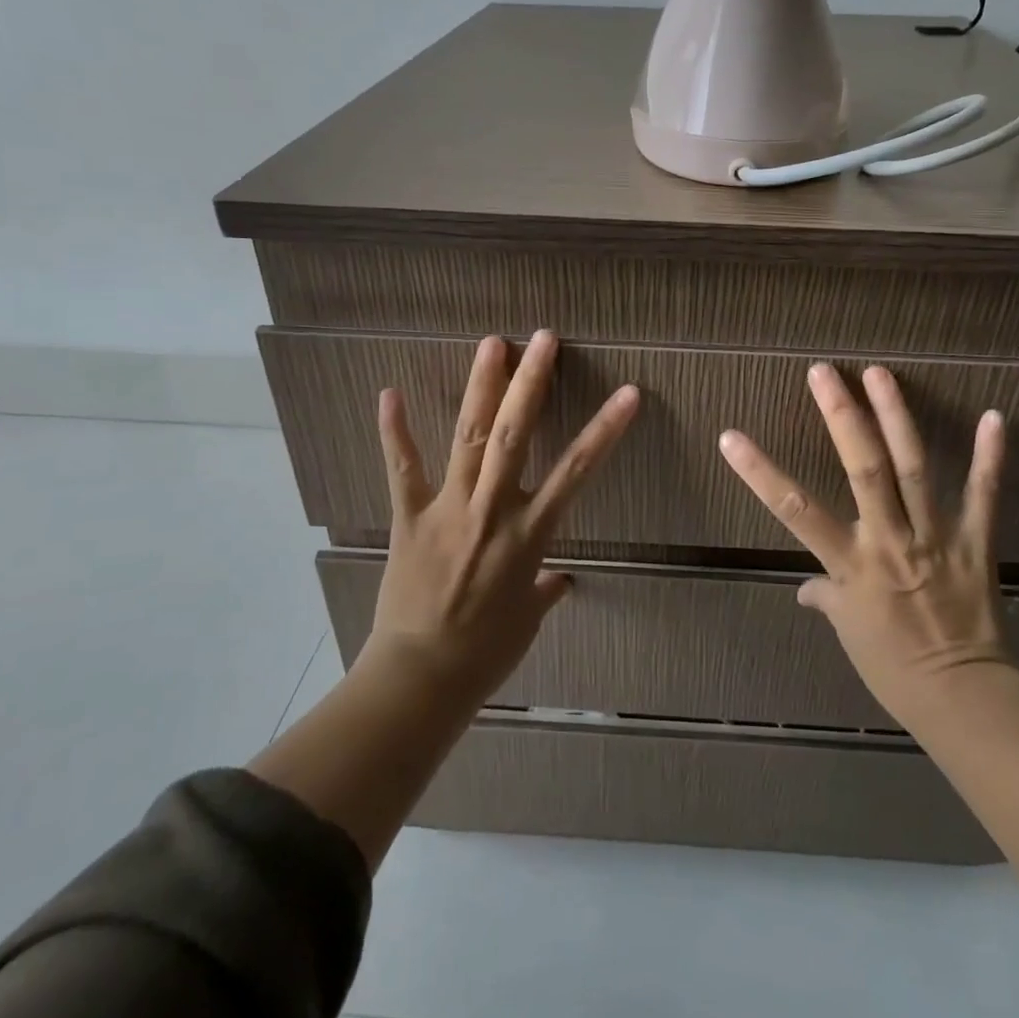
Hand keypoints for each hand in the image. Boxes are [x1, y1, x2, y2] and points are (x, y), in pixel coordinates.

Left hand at [363, 330, 639, 707]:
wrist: (419, 679)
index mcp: (529, 534)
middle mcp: (492, 510)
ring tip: (492, 343)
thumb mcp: (527, 620)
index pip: (578, 471)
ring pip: (467, 437)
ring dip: (481, 387)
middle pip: (514, 435)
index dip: (605, 430)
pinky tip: (390, 392)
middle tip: (544, 338)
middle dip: (531, 383)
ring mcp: (448, 509)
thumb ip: (544, 589)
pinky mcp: (410, 517)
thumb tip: (558, 580)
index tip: (628, 393)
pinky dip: (395, 430)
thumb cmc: (485, 653)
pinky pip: (403, 469)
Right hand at [718, 363, 1015, 730]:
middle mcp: (890, 540)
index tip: (731, 436)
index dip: (760, 473)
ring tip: (879, 374)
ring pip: (914, 468)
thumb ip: (827, 598)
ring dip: (897, 417)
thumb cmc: (894, 669)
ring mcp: (936, 537)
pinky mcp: (975, 542)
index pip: (795, 510)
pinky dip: (991, 457)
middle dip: (842, 417)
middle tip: (824, 372)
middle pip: (864, 470)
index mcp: (852, 564)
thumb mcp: (850, 634)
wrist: (964, 698)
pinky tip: (995, 417)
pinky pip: (984, 495)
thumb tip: (807, 589)